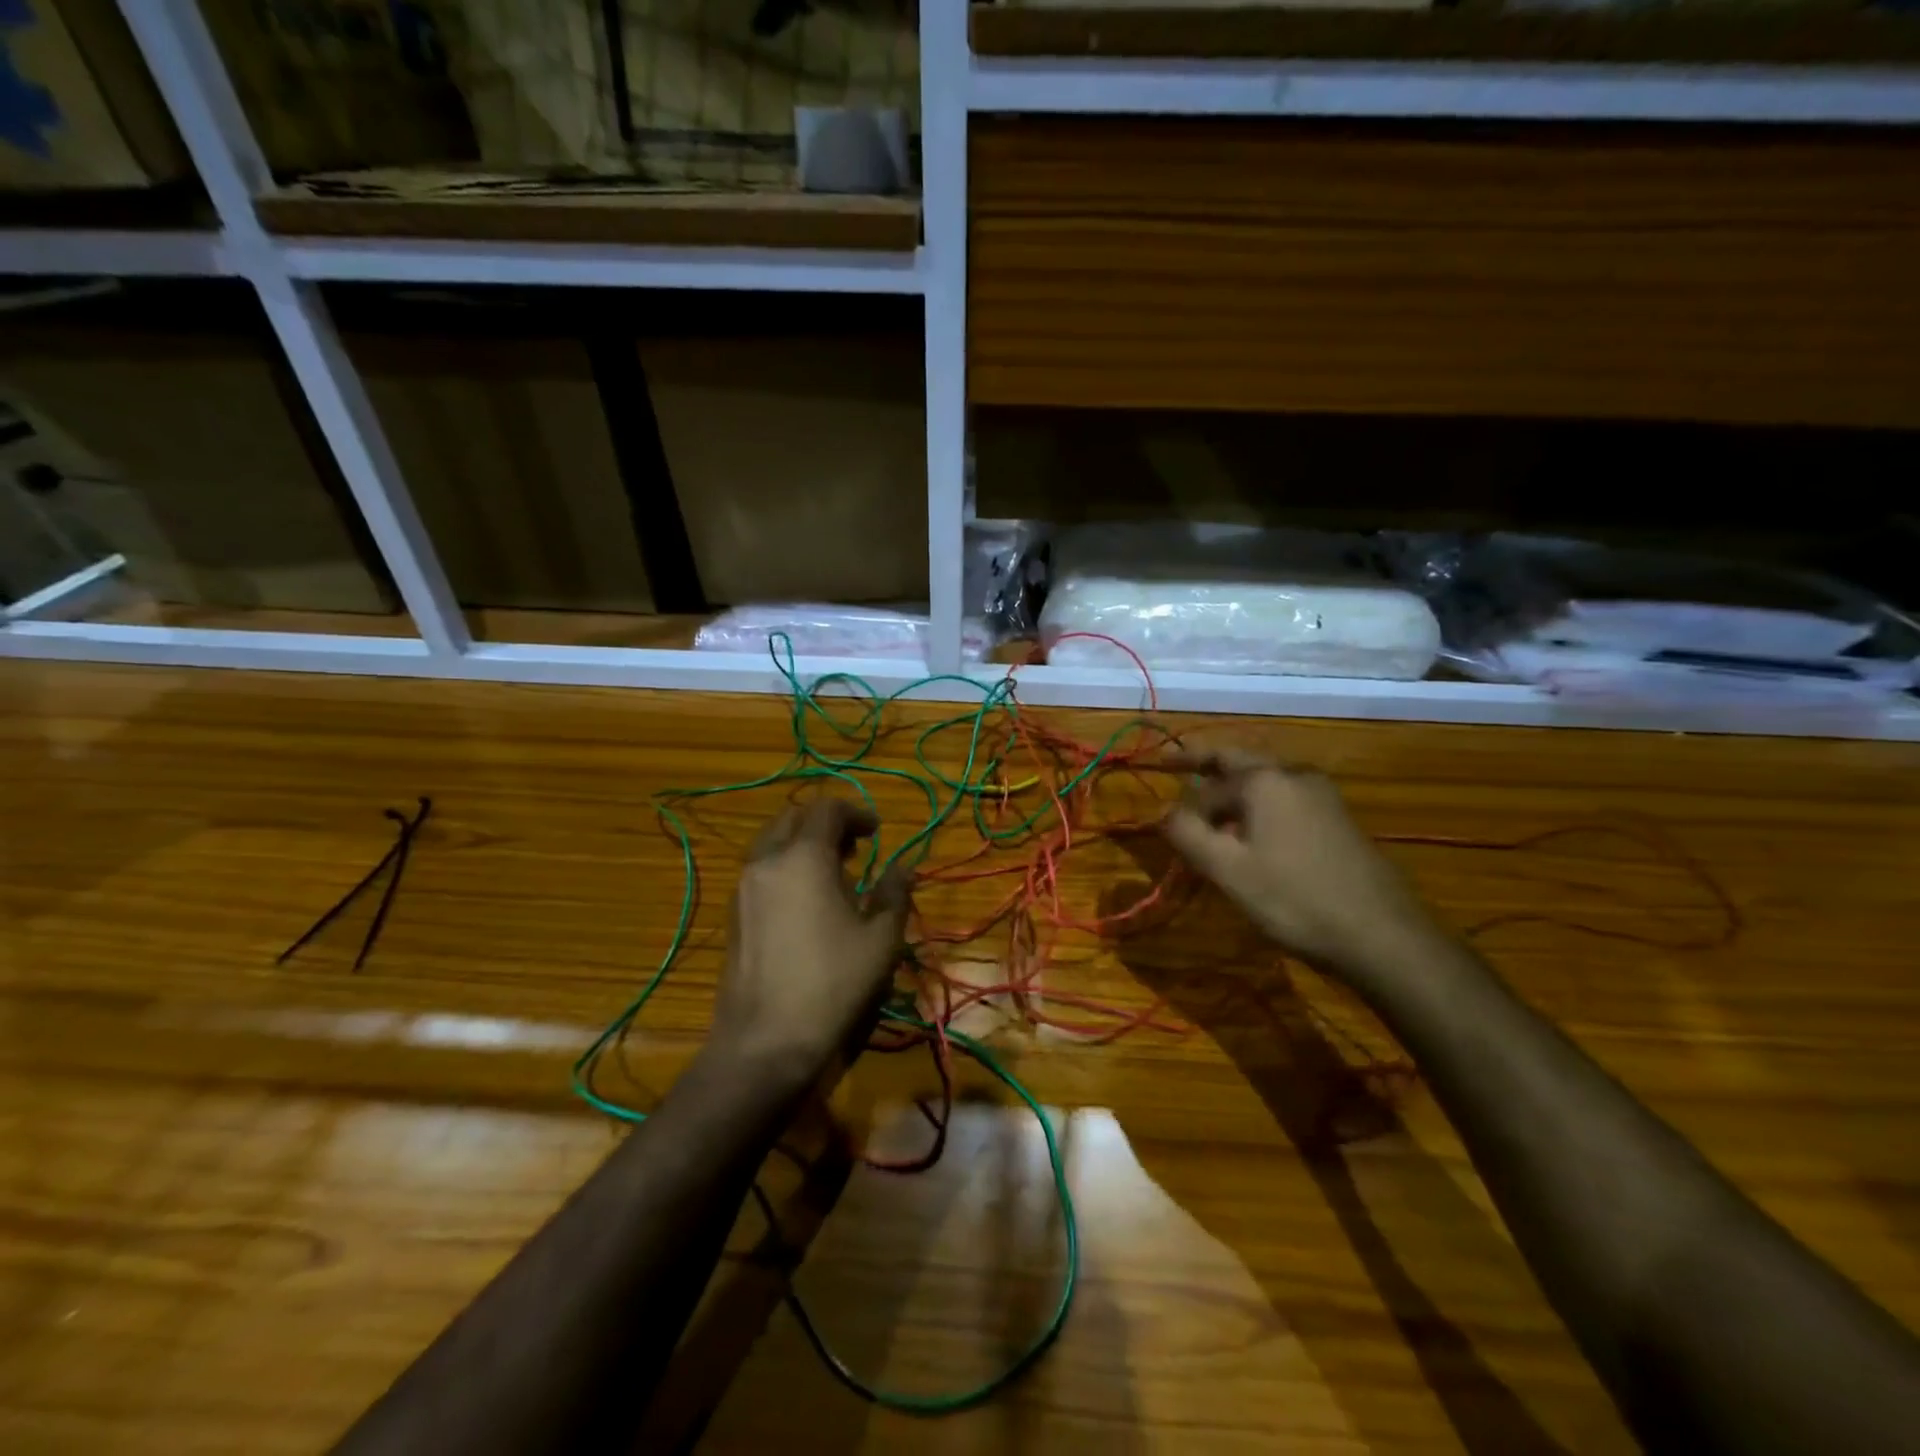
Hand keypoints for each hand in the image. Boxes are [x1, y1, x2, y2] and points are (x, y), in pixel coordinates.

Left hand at [710, 797, 911, 1090]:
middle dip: (826, 823)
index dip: (856, 812)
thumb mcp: (880, 939)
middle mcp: (767, 861)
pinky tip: (807, 901)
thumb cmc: (833, 983)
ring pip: (773, 843)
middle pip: (794, 818)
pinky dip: (786, 866)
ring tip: (834, 873)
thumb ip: (893, 893)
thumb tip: (903, 868)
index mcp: (804, 857)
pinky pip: (762, 870)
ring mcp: (744, 888)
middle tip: (855, 847)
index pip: (827, 809)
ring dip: (803, 844)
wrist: (765, 1041)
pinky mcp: (734, 914)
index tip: (877, 832)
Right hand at [1160, 749, 1435, 985]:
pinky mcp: (1340, 820)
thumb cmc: (1295, 899)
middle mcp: (1294, 775)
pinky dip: (1260, 807)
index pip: (1207, 787)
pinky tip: (1257, 838)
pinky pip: (1286, 801)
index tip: (1168, 832)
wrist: (1383, 935)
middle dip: (1203, 764)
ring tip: (1214, 816)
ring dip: (1234, 791)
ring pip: (1264, 782)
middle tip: (1172, 765)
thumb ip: (1187, 834)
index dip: (1185, 811)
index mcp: (1264, 780)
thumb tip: (1164, 812)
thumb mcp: (1228, 870)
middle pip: (1238, 761)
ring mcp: (1323, 795)